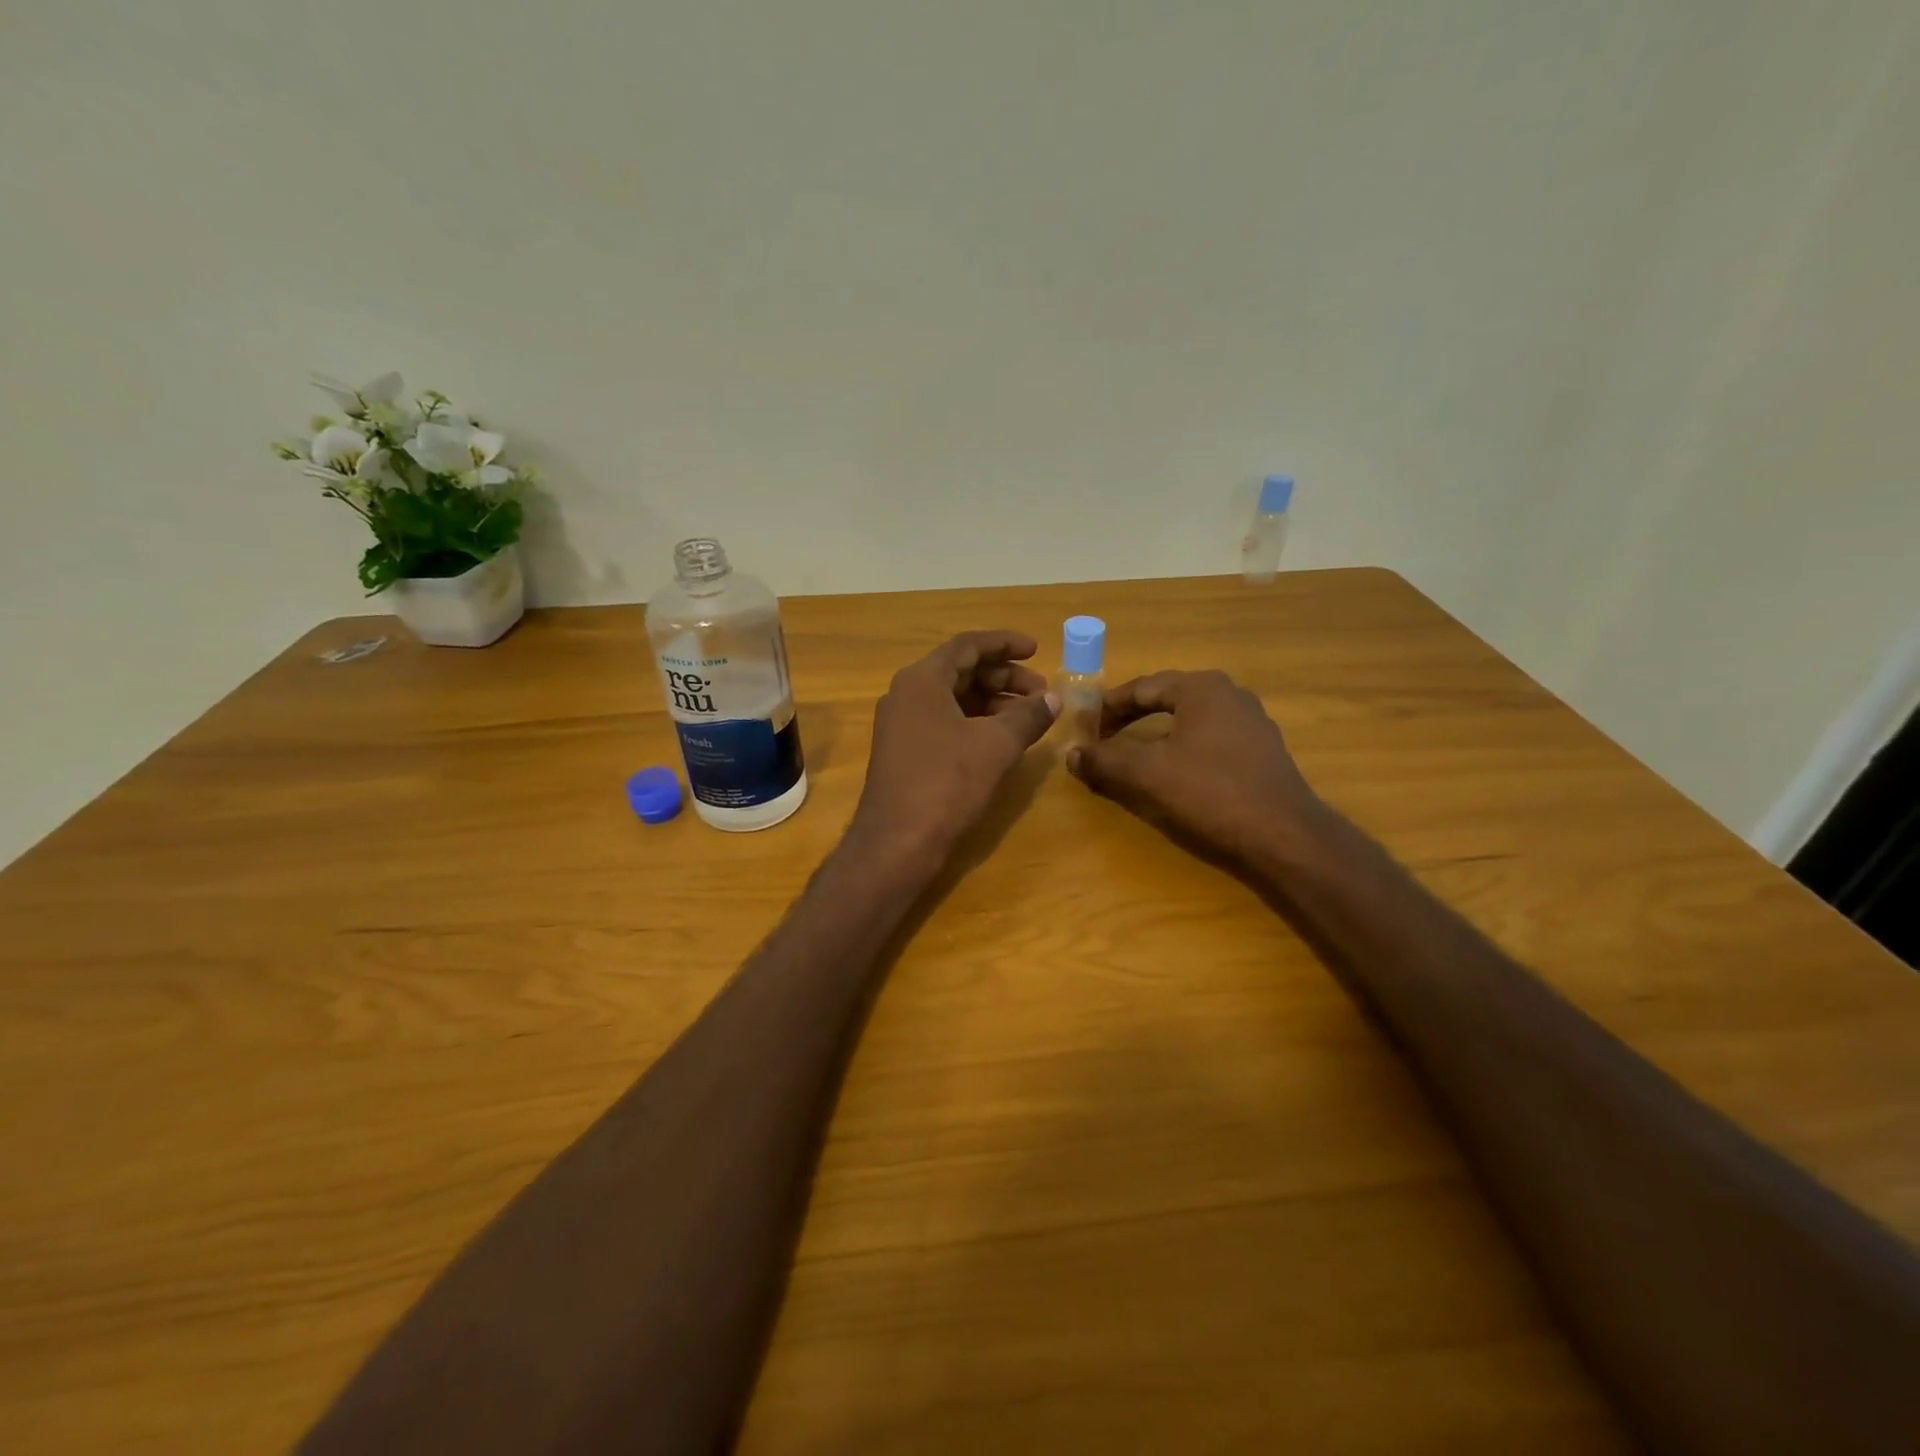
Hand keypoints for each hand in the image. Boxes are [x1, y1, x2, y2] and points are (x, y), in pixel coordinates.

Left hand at [850, 630, 1058, 865]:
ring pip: (954, 699)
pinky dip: (975, 723)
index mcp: (922, 680)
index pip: (968, 646)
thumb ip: (1028, 716)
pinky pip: (945, 722)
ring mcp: (902, 725)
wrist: (897, 843)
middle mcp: (906, 694)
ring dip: (992, 702)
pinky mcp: (904, 752)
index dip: (1005, 644)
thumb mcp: (996, 745)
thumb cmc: (946, 783)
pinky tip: (1002, 740)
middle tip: (1040, 692)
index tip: (1037, 650)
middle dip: (1004, 677)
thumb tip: (1054, 698)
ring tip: (1029, 717)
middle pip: (961, 671)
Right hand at [1066, 670, 1323, 865]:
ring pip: (1190, 720)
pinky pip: (1211, 739)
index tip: (1086, 727)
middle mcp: (1230, 694)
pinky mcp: (1263, 751)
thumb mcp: (1147, 776)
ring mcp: (1252, 722)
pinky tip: (1176, 773)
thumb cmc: (1210, 793)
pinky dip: (1184, 749)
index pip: (1143, 687)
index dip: (1109, 707)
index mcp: (1201, 688)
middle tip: (1105, 738)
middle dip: (1133, 717)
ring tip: (1135, 755)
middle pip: (1168, 698)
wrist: (1284, 836)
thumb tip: (1072, 755)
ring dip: (1158, 734)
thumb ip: (1105, 762)